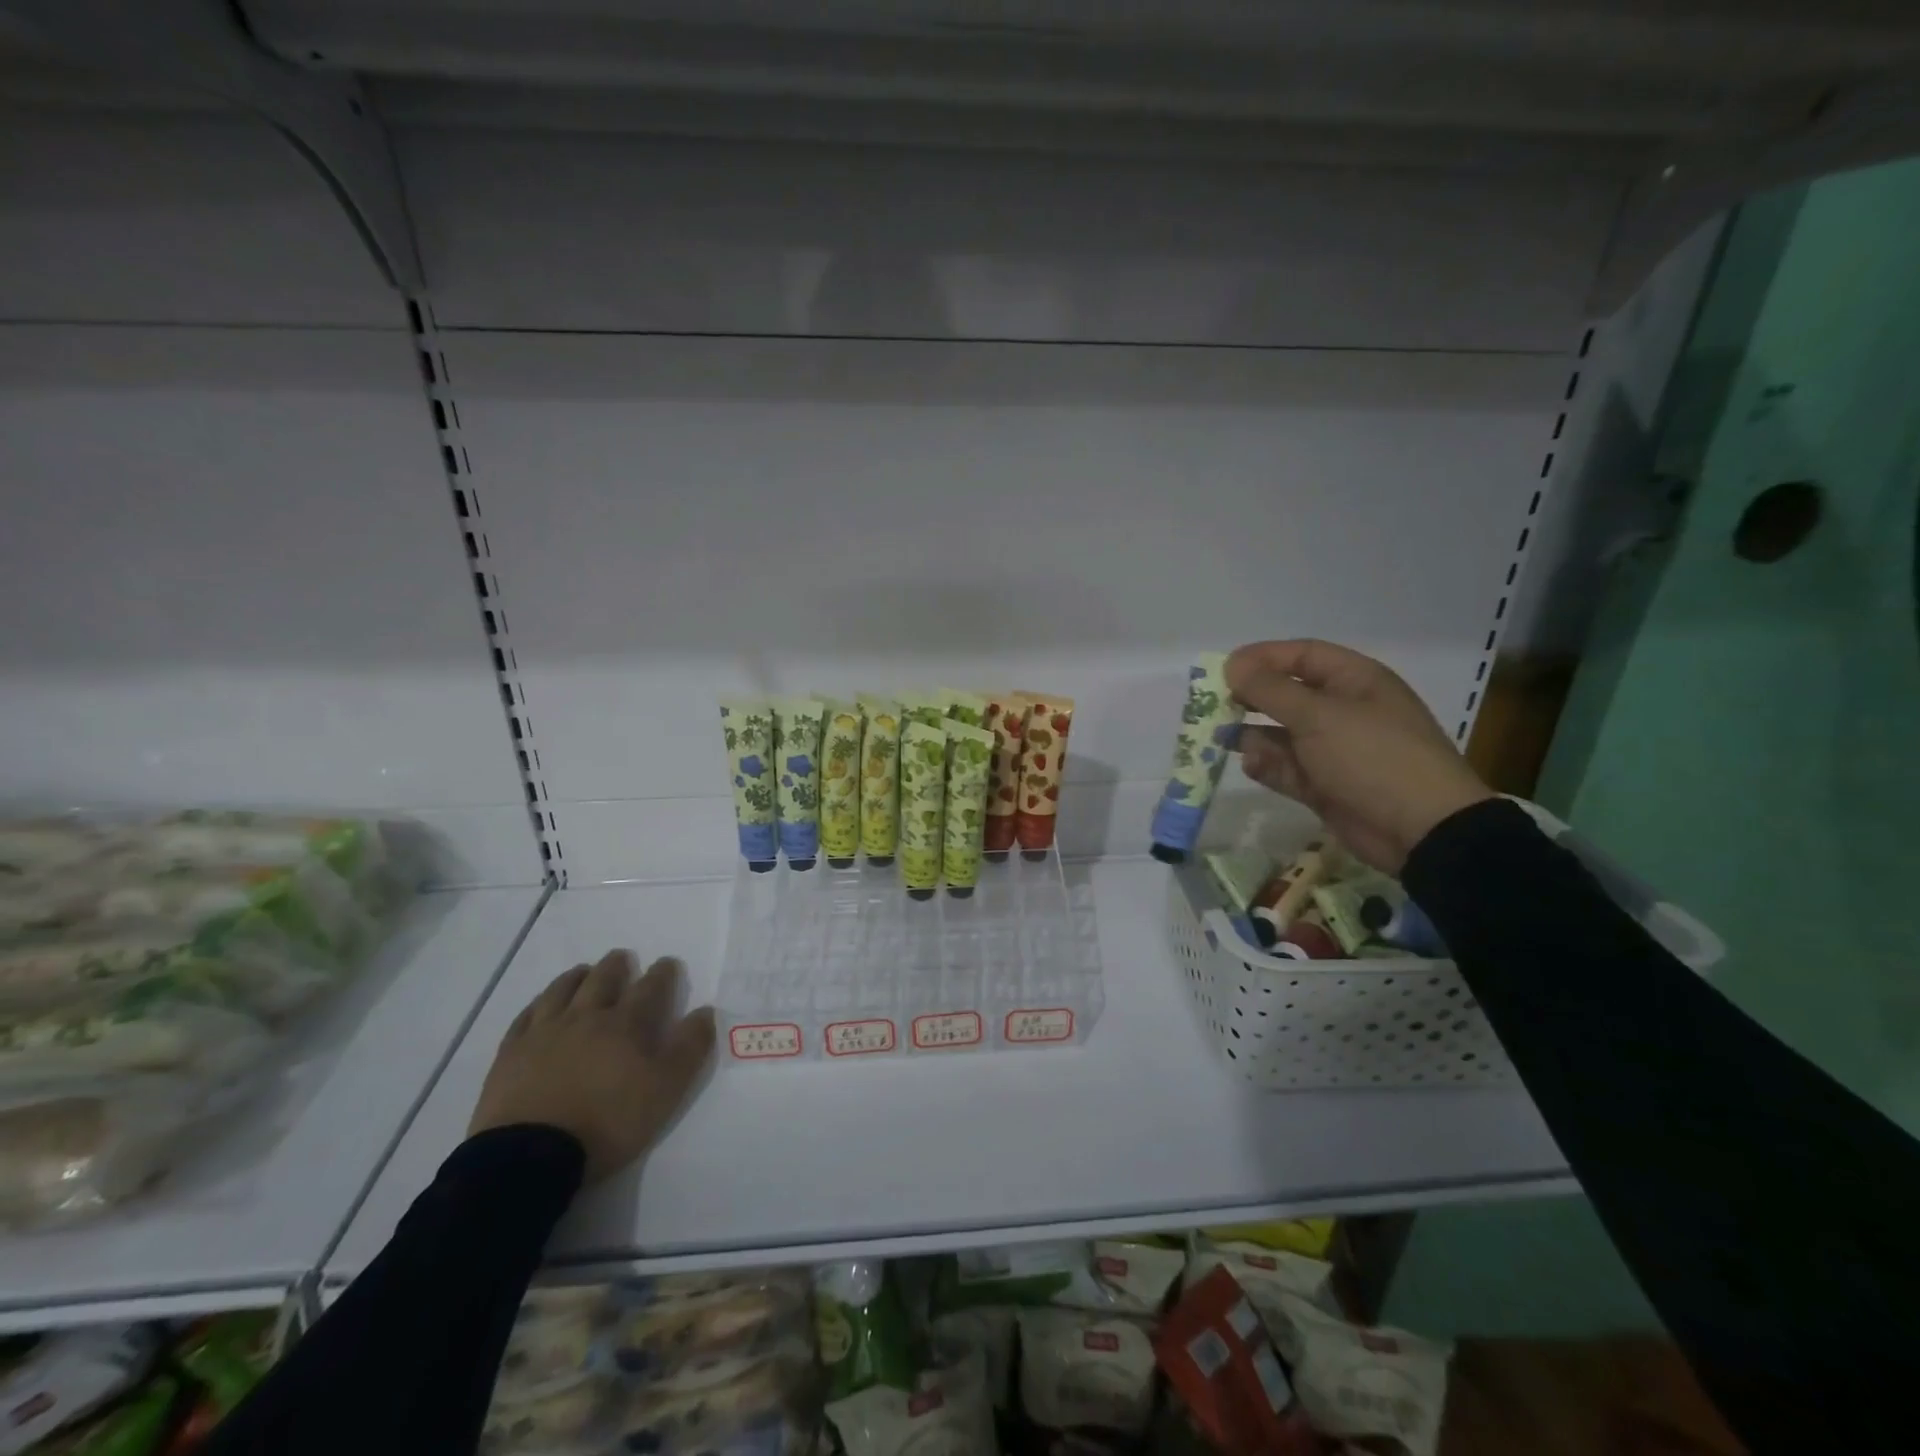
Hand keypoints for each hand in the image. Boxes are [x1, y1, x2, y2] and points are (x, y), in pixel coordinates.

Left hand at [468, 949, 715, 1184]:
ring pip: (561, 992)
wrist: (530, 1157)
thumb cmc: (607, 1122)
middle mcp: (585, 1018)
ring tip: (582, 971)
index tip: (668, 963)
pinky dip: (536, 1005)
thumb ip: (689, 1048)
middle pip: (602, 981)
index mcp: (625, 1025)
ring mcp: (543, 1034)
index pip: (649, 989)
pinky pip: (525, 1017)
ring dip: (575, 977)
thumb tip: (704, 1011)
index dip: (661, 974)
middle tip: (621, 957)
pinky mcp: (510, 1055)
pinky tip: (539, 1005)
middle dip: (615, 967)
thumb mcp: (665, 1090)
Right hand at [1224, 639, 1494, 873]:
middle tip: (1215, 707)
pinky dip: (1267, 767)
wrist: (1422, 830)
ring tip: (1226, 740)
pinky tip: (1252, 766)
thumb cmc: (1372, 757)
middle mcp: (1343, 710)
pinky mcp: (1325, 785)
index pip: (1302, 656)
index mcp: (1354, 681)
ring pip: (1281, 734)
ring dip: (1253, 737)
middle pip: (1287, 695)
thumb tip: (1232, 665)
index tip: (1223, 670)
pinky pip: (1287, 768)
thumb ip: (1270, 690)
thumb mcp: (1318, 716)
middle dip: (1251, 700)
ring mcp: (1334, 750)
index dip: (1262, 658)